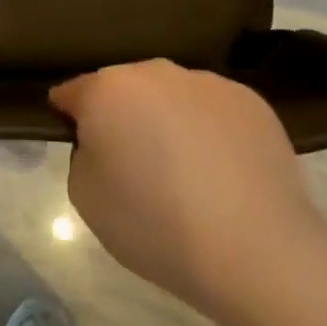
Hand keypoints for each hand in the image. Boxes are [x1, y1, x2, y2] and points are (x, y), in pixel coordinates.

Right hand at [51, 59, 326, 318]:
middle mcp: (155, 72)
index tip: (82, 150)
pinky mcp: (252, 103)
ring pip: (171, 96)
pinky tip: (222, 173)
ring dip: (167, 121)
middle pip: (124, 90)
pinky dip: (210, 131)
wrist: (256, 252)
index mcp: (107, 90)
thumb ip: (83, 154)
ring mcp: (208, 83)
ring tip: (186, 173)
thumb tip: (106, 142)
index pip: (72, 93)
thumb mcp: (84, 195)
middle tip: (134, 166)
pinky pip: (213, 111)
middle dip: (122, 116)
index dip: (70, 120)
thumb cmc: (154, 225)